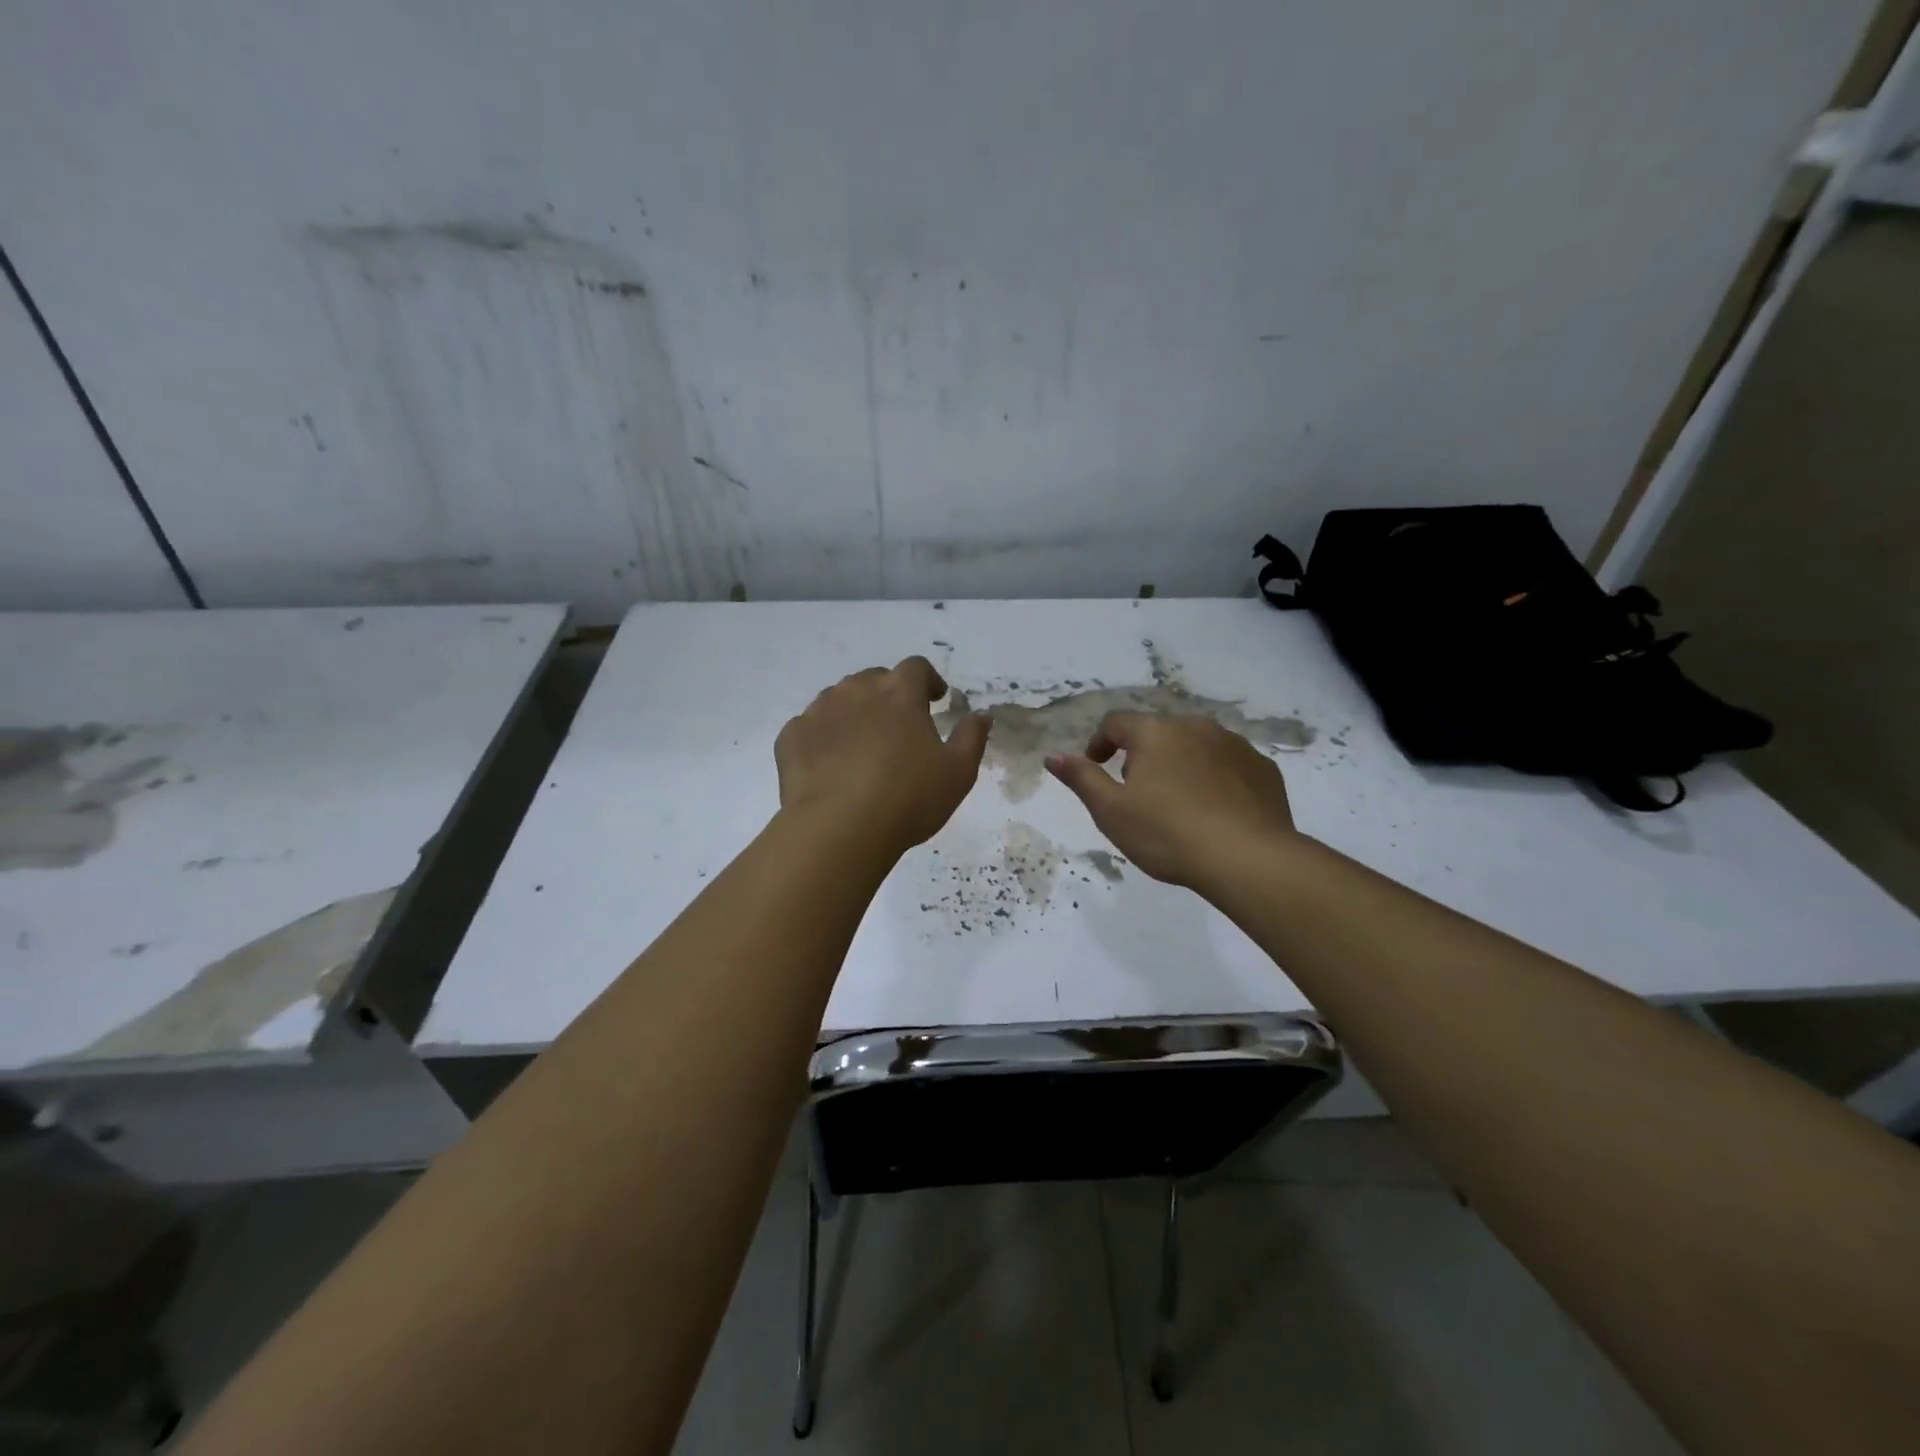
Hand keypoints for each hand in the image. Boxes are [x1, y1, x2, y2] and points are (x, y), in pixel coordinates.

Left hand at [775, 656, 989, 854]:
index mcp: (899, 693)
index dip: (927, 680)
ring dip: (854, 712)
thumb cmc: (908, 799)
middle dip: (889, 695)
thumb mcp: (958, 773)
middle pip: (875, 679)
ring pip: (839, 699)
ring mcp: (819, 711)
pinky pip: (810, 727)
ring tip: (862, 745)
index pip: (916, 667)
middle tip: (899, 726)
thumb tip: (982, 715)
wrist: (839, 829)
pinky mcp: (791, 737)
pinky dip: (823, 737)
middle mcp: (856, 690)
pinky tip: (829, 764)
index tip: (934, 699)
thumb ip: (972, 737)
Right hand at [1045, 712, 1297, 886]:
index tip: (1097, 767)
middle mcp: (1195, 727)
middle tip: (1137, 792)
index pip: (1117, 723)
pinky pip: (1228, 764)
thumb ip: (1081, 778)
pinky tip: (1214, 809)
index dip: (1100, 743)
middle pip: (1158, 732)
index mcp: (1155, 733)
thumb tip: (1053, 756)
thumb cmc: (1167, 834)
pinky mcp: (1262, 768)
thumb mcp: (1111, 811)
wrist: (1247, 859)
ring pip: (1196, 746)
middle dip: (1143, 755)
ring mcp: (1234, 745)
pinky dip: (1215, 778)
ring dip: (1181, 763)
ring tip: (1178, 802)